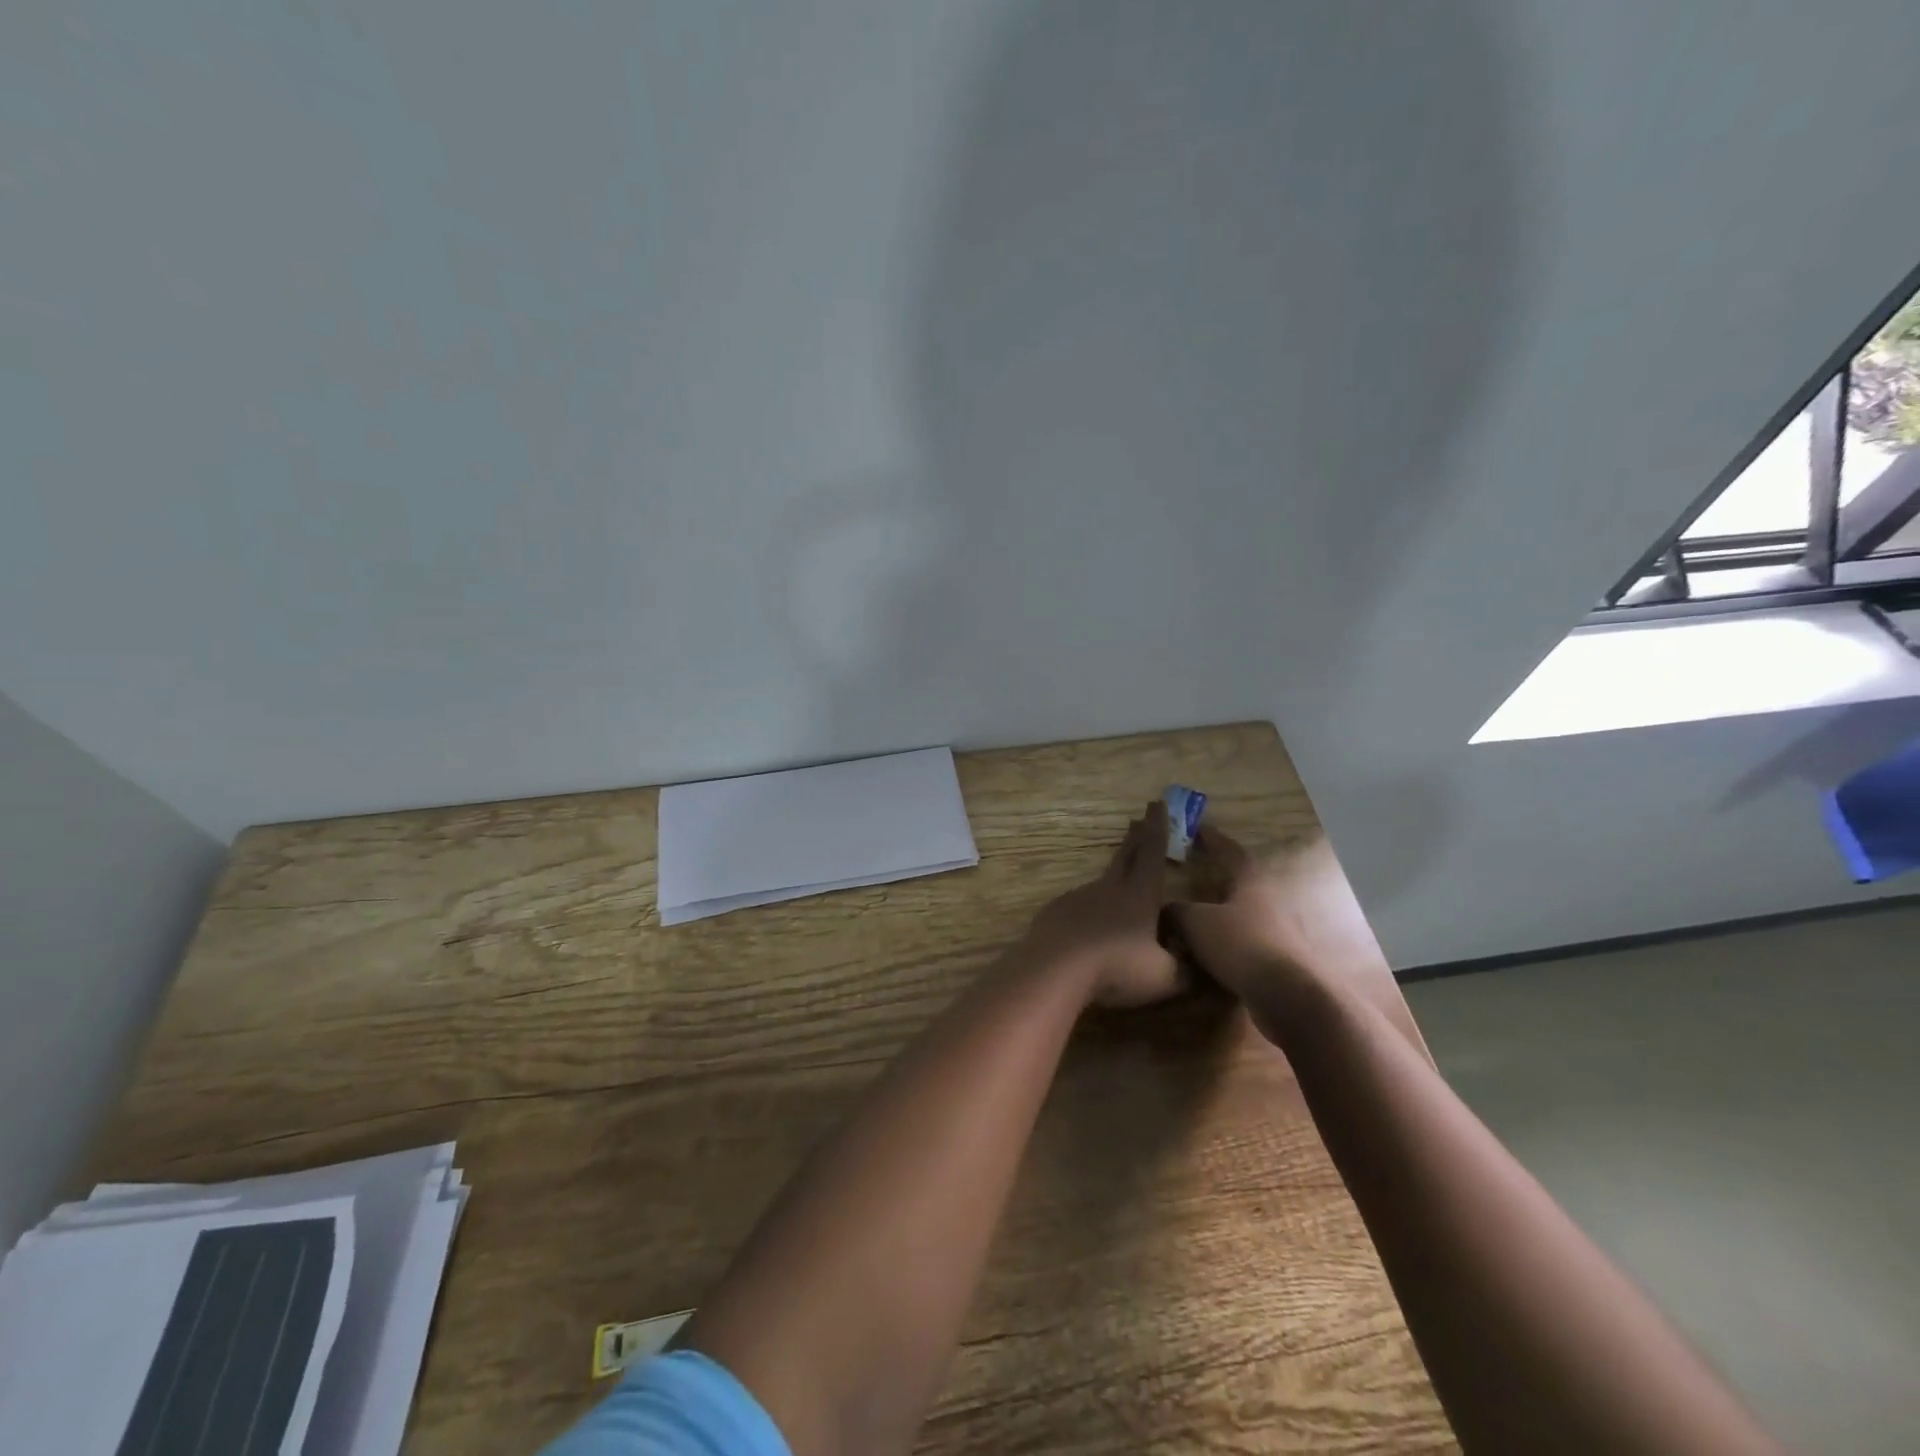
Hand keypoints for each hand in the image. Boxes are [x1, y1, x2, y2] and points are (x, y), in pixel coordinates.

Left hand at [1020, 800, 1182, 1007]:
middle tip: (1138, 819)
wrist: (1055, 968)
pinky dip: (1089, 909)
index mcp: (1139, 894)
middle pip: (1125, 855)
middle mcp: (1109, 888)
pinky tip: (1089, 926)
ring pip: (1102, 882)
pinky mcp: (1057, 912)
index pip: (1152, 852)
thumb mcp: (1163, 977)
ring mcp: (1079, 897)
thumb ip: (1184, 971)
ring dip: (1114, 877)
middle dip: (1135, 837)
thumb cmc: (1116, 967)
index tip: (1158, 804)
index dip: (1158, 828)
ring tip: (1121, 885)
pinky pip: (1079, 906)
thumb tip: (1195, 970)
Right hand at [1172, 829, 1386, 1039]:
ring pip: (1238, 915)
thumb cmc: (1240, 945)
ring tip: (1188, 918)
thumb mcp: (1196, 922)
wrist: (1287, 996)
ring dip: (1216, 914)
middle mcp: (1266, 902)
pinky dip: (1222, 943)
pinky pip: (1241, 943)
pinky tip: (1202, 953)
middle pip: (1237, 883)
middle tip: (1188, 875)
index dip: (1212, 839)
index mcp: (1250, 882)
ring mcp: (1274, 932)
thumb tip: (1165, 910)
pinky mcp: (1275, 959)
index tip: (1196, 828)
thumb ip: (1176, 911)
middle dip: (1213, 878)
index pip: (1230, 851)